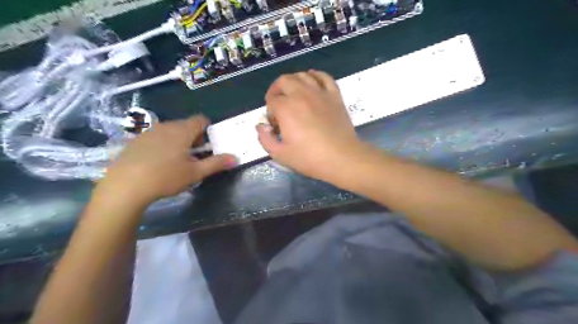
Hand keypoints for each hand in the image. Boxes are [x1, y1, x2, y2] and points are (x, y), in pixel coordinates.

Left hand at [97, 114, 236, 204]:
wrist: (124, 186)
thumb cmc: (165, 177)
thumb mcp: (195, 173)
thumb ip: (216, 163)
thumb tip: (235, 158)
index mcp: (182, 131)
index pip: (200, 120)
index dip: (207, 130)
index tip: (206, 146)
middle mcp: (166, 126)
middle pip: (186, 125)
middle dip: (193, 138)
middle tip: (193, 158)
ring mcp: (148, 132)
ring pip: (170, 131)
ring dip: (178, 142)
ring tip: (175, 162)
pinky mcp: (135, 140)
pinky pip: (156, 137)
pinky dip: (162, 145)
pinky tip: (157, 163)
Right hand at [257, 69, 364, 182]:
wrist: (342, 158)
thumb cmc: (310, 158)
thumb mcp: (280, 155)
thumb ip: (265, 139)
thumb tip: (260, 126)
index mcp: (286, 108)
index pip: (271, 100)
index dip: (270, 111)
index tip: (275, 123)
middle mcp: (301, 94)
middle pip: (284, 81)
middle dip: (276, 90)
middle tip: (278, 104)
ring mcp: (320, 92)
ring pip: (302, 75)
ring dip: (293, 81)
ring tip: (293, 93)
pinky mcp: (334, 95)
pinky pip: (324, 77)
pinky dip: (316, 76)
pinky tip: (312, 80)